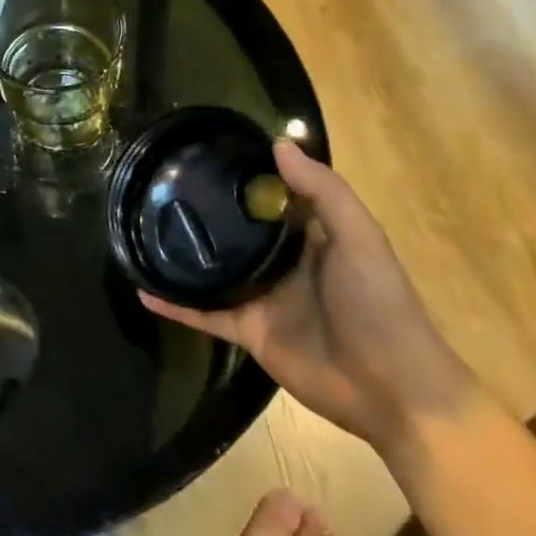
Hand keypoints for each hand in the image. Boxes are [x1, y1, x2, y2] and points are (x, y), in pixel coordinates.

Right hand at [140, 140, 474, 452]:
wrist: (394, 392)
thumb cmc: (380, 306)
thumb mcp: (360, 239)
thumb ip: (323, 192)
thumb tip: (278, 142)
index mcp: (309, 237)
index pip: (270, 197)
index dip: (242, 174)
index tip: (202, 152)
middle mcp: (280, 262)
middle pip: (235, 230)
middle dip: (203, 211)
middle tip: (157, 185)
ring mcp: (261, 298)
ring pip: (213, 269)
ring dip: (182, 254)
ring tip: (141, 229)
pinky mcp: (247, 331)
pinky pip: (202, 313)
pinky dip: (173, 304)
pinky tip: (142, 288)